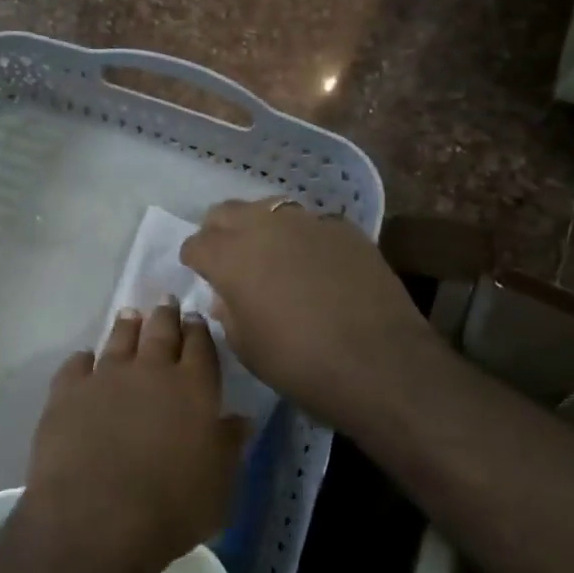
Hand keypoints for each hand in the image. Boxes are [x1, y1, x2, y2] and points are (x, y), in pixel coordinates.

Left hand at [23, 300, 245, 572]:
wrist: (97, 517)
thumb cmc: (172, 508)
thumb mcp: (219, 487)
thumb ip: (228, 447)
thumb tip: (240, 419)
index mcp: (193, 389)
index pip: (200, 348)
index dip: (199, 331)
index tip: (196, 318)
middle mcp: (150, 372)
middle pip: (160, 332)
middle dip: (165, 315)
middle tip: (166, 301)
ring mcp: (105, 377)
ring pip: (118, 339)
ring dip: (126, 326)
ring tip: (130, 315)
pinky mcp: (67, 392)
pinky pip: (76, 365)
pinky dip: (82, 359)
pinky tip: (84, 359)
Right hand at [180, 198, 433, 436]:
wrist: (379, 363)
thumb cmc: (298, 363)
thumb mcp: (246, 347)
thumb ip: (228, 312)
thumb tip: (226, 296)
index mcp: (230, 256)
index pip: (196, 243)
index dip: (194, 259)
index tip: (200, 273)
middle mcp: (263, 227)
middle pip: (227, 212)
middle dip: (220, 231)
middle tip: (229, 258)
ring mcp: (307, 222)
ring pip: (269, 209)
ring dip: (261, 227)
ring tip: (271, 255)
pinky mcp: (344, 229)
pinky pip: (311, 223)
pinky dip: (303, 238)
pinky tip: (315, 264)